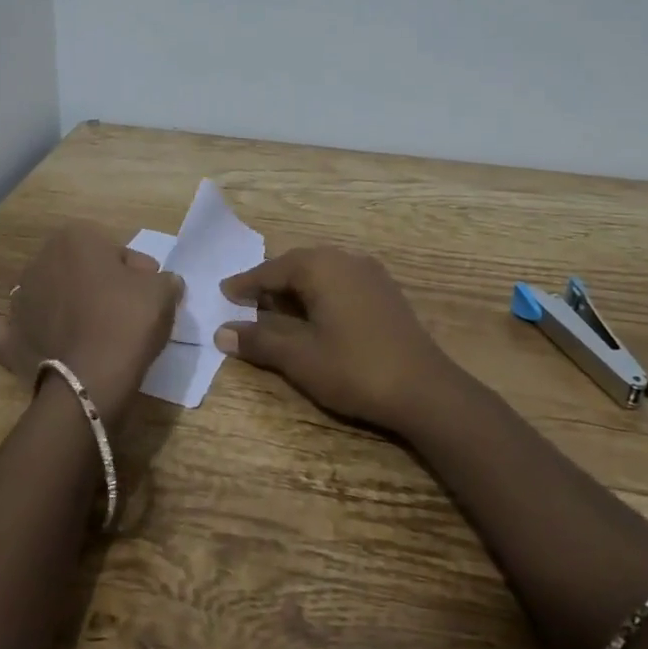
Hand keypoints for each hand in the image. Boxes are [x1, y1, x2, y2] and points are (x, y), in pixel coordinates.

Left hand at [0, 222, 182, 426]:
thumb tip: (157, 282)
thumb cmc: (128, 321)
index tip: (148, 293)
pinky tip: (22, 339)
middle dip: (98, 285)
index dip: (135, 271)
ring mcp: (18, 300)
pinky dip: (8, 333)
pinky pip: (2, 330)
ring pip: (46, 295)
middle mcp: (40, 261)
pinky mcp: (7, 337)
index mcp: (75, 238)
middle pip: (78, 269)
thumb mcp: (163, 291)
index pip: (113, 249)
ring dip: (63, 307)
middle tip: (125, 313)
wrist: (92, 379)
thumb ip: (163, 279)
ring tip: (90, 335)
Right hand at [215, 246, 459, 432]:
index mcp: (321, 266)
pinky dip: (321, 294)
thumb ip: (259, 341)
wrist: (425, 389)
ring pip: (322, 272)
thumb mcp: (299, 358)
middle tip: (247, 302)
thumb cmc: (354, 368)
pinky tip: (316, 316)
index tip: (224, 293)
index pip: (272, 269)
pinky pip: (341, 282)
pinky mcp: (386, 292)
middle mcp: (345, 259)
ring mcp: (370, 273)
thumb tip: (222, 332)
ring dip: (297, 289)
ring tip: (277, 310)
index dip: (246, 283)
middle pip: (297, 265)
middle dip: (271, 283)